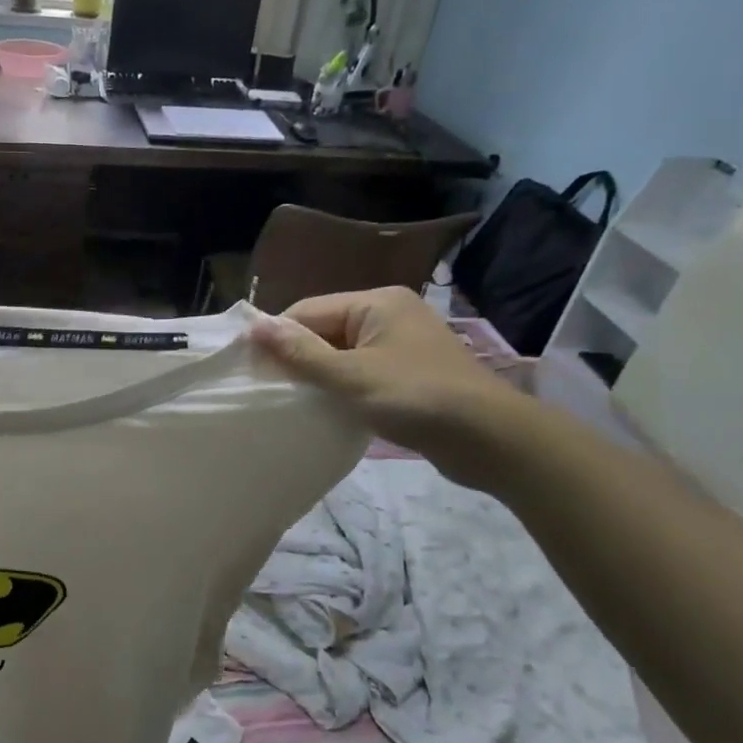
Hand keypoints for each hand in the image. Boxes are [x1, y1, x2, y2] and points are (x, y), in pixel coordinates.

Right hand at [252, 287, 524, 484]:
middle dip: (297, 358)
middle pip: (324, 330)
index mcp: (376, 303)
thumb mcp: (350, 376)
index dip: (277, 338)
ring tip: (293, 402)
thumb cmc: (417, 398)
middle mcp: (388, 315)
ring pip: (341, 353)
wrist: (492, 439)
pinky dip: (342, 387)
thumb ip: (300, 353)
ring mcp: (401, 344)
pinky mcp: (409, 372)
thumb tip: (254, 327)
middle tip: (270, 391)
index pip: (307, 311)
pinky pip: (361, 371)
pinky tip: (327, 408)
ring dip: (318, 376)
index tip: (251, 370)